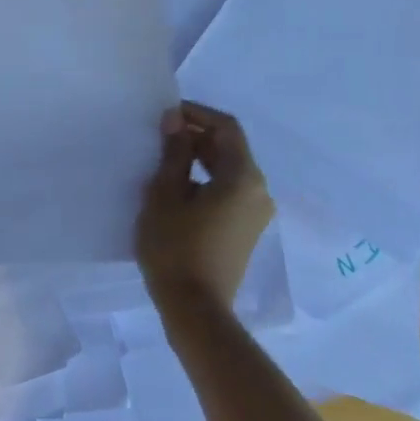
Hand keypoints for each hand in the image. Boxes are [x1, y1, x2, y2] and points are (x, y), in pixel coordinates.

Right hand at [135, 103, 271, 309]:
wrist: (195, 307)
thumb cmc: (175, 246)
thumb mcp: (165, 193)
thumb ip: (174, 152)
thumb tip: (177, 120)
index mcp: (243, 177)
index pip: (226, 127)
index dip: (197, 113)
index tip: (165, 114)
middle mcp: (259, 190)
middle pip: (231, 148)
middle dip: (197, 135)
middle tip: (160, 135)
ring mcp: (256, 212)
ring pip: (230, 169)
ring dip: (200, 157)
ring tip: (163, 159)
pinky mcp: (247, 229)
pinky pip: (230, 190)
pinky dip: (206, 178)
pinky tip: (178, 187)